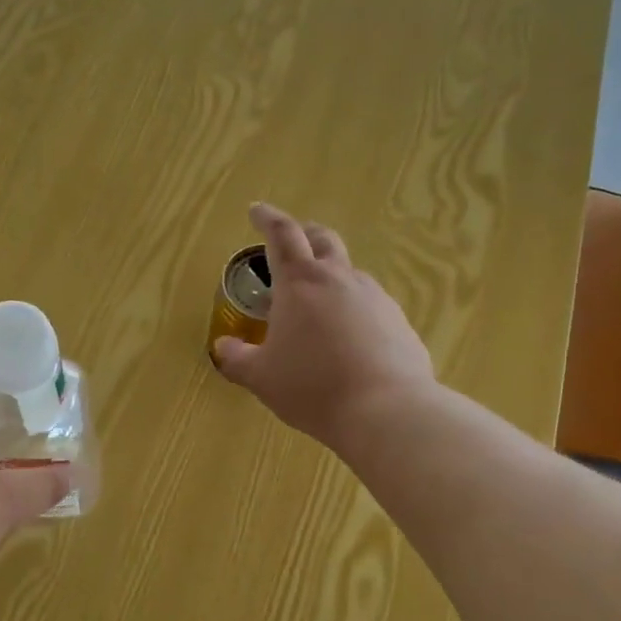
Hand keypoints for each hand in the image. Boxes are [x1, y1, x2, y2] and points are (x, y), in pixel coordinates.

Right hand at [213, 203, 433, 451]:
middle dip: (303, 234)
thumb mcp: (261, 377)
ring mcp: (374, 297)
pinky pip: (369, 303)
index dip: (267, 218)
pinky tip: (346, 336)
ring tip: (315, 302)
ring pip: (348, 271)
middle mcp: (339, 279)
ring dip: (329, 274)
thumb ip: (236, 358)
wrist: (386, 410)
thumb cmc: (312, 387)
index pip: (281, 234)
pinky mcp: (398, 321)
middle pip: (322, 239)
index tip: (256, 210)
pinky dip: (351, 307)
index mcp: (300, 283)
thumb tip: (223, 346)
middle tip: (290, 243)